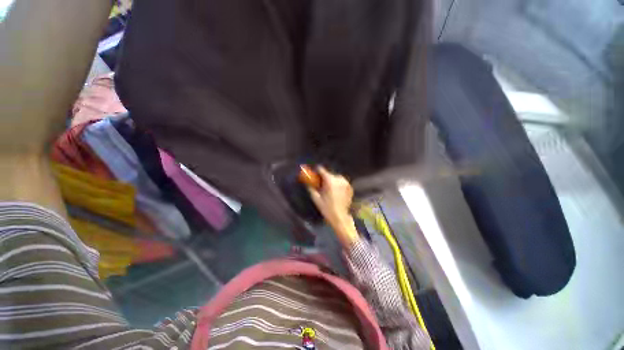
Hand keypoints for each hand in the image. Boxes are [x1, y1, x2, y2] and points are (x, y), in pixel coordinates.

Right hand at [307, 167, 358, 246]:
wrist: (340, 216)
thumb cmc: (326, 208)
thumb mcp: (316, 198)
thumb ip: (311, 187)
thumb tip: (307, 182)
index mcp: (330, 180)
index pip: (322, 170)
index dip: (317, 171)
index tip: (315, 174)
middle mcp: (338, 179)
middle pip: (329, 174)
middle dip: (325, 178)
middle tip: (322, 185)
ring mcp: (345, 183)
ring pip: (336, 178)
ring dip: (332, 181)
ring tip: (329, 189)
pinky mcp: (350, 187)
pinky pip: (341, 182)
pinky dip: (338, 185)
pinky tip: (336, 192)